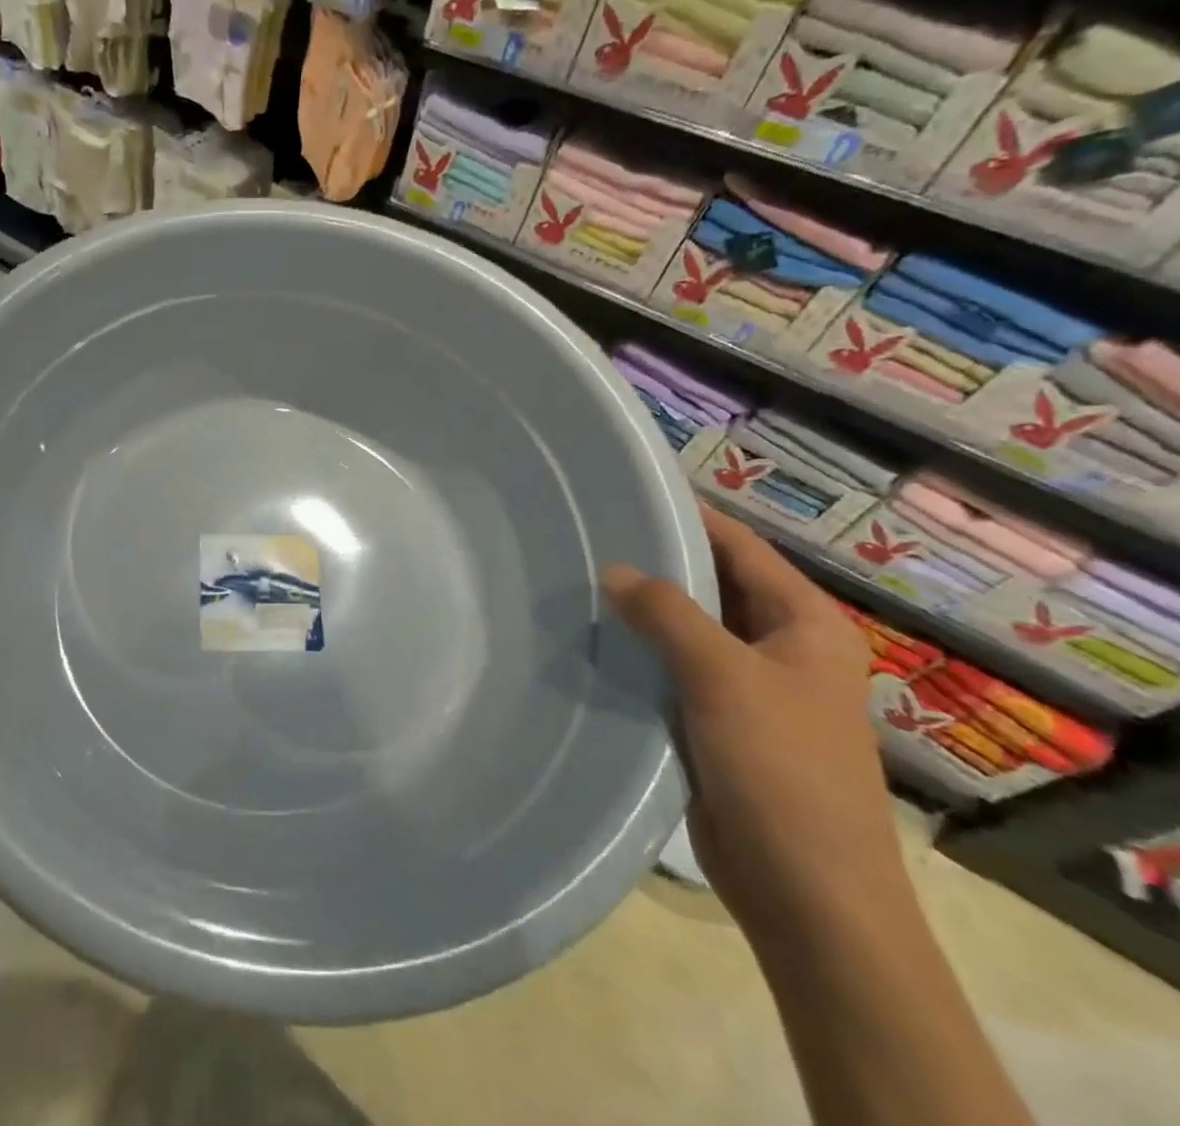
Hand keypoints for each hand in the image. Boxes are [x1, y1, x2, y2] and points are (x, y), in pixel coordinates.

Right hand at [603, 507, 907, 944]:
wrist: (808, 895)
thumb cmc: (782, 772)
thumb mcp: (723, 678)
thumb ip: (667, 614)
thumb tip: (613, 571)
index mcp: (806, 625)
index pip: (741, 547)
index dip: (689, 516)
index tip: (627, 492)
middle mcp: (783, 648)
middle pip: (714, 585)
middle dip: (658, 562)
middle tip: (590, 535)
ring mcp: (753, 688)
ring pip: (691, 629)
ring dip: (646, 610)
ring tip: (580, 579)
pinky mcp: (722, 722)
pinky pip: (677, 669)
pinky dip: (642, 652)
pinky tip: (595, 639)